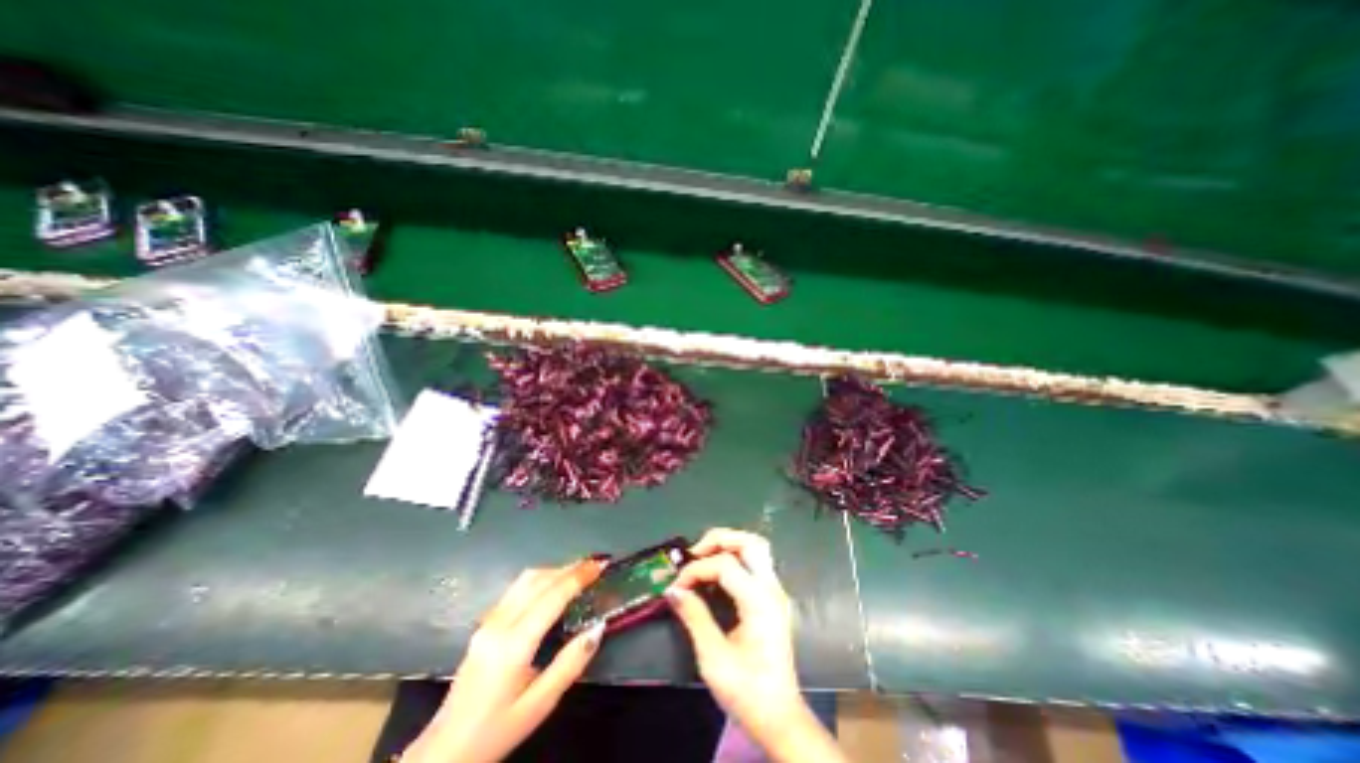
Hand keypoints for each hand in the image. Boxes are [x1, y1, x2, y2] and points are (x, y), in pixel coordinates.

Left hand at [399, 559, 607, 762]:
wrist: (443, 753)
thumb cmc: (496, 731)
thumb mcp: (540, 705)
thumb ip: (571, 663)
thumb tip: (598, 627)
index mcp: (513, 645)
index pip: (552, 596)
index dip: (578, 577)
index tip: (601, 565)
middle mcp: (499, 624)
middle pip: (538, 580)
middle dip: (569, 568)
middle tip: (595, 564)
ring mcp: (488, 622)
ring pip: (525, 580)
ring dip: (554, 570)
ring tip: (579, 571)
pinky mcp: (483, 624)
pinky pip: (516, 589)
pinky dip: (540, 579)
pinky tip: (552, 586)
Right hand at [667, 526, 845, 760]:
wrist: (779, 718)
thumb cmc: (747, 692)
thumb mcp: (713, 658)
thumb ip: (694, 617)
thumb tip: (673, 590)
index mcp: (759, 601)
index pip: (725, 565)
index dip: (697, 569)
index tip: (677, 587)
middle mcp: (772, 588)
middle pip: (749, 542)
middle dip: (719, 540)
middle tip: (695, 553)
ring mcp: (775, 591)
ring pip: (756, 547)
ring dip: (729, 544)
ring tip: (704, 557)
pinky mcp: (773, 597)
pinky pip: (756, 562)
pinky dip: (735, 557)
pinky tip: (717, 573)